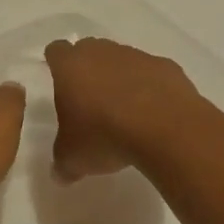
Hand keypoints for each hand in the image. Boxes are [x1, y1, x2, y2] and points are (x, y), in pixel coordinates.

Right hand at [45, 38, 201, 181]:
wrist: (166, 129)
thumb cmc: (105, 135)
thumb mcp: (73, 158)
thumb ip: (62, 163)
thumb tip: (59, 174)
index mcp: (71, 66)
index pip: (56, 51)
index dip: (56, 64)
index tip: (60, 81)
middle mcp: (101, 52)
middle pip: (89, 50)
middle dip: (88, 69)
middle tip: (90, 99)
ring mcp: (136, 56)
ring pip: (121, 60)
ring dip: (120, 78)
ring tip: (125, 111)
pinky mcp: (167, 67)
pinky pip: (151, 74)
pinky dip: (150, 88)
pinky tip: (154, 114)